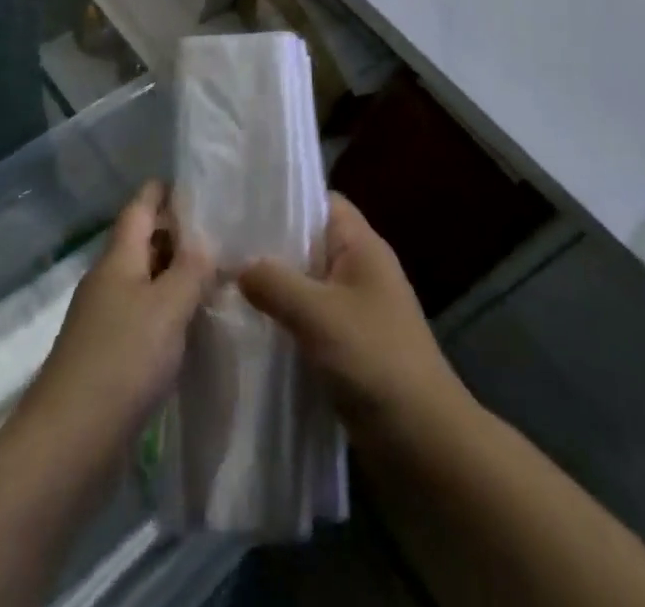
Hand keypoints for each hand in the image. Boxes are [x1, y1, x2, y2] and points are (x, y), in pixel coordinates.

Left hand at [20, 181, 215, 461]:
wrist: (68, 445)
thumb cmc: (121, 362)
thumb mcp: (167, 308)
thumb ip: (190, 270)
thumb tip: (205, 240)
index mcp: (117, 260)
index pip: (139, 209)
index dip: (162, 192)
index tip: (194, 181)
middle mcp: (108, 282)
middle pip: (142, 243)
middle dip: (176, 233)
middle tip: (222, 230)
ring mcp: (104, 321)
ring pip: (145, 282)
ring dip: (175, 275)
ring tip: (217, 274)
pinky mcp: (109, 358)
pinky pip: (144, 318)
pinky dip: (168, 312)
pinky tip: (193, 325)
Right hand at [238, 193, 466, 436]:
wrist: (424, 445)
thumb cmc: (375, 360)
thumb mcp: (318, 314)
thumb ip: (274, 282)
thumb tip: (236, 266)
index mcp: (362, 246)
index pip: (320, 201)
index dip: (284, 198)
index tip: (240, 204)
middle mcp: (360, 269)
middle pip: (308, 242)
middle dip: (269, 245)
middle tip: (220, 245)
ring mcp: (355, 309)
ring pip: (305, 284)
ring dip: (273, 287)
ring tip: (223, 283)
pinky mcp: (348, 346)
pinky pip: (308, 319)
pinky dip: (284, 320)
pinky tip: (248, 327)